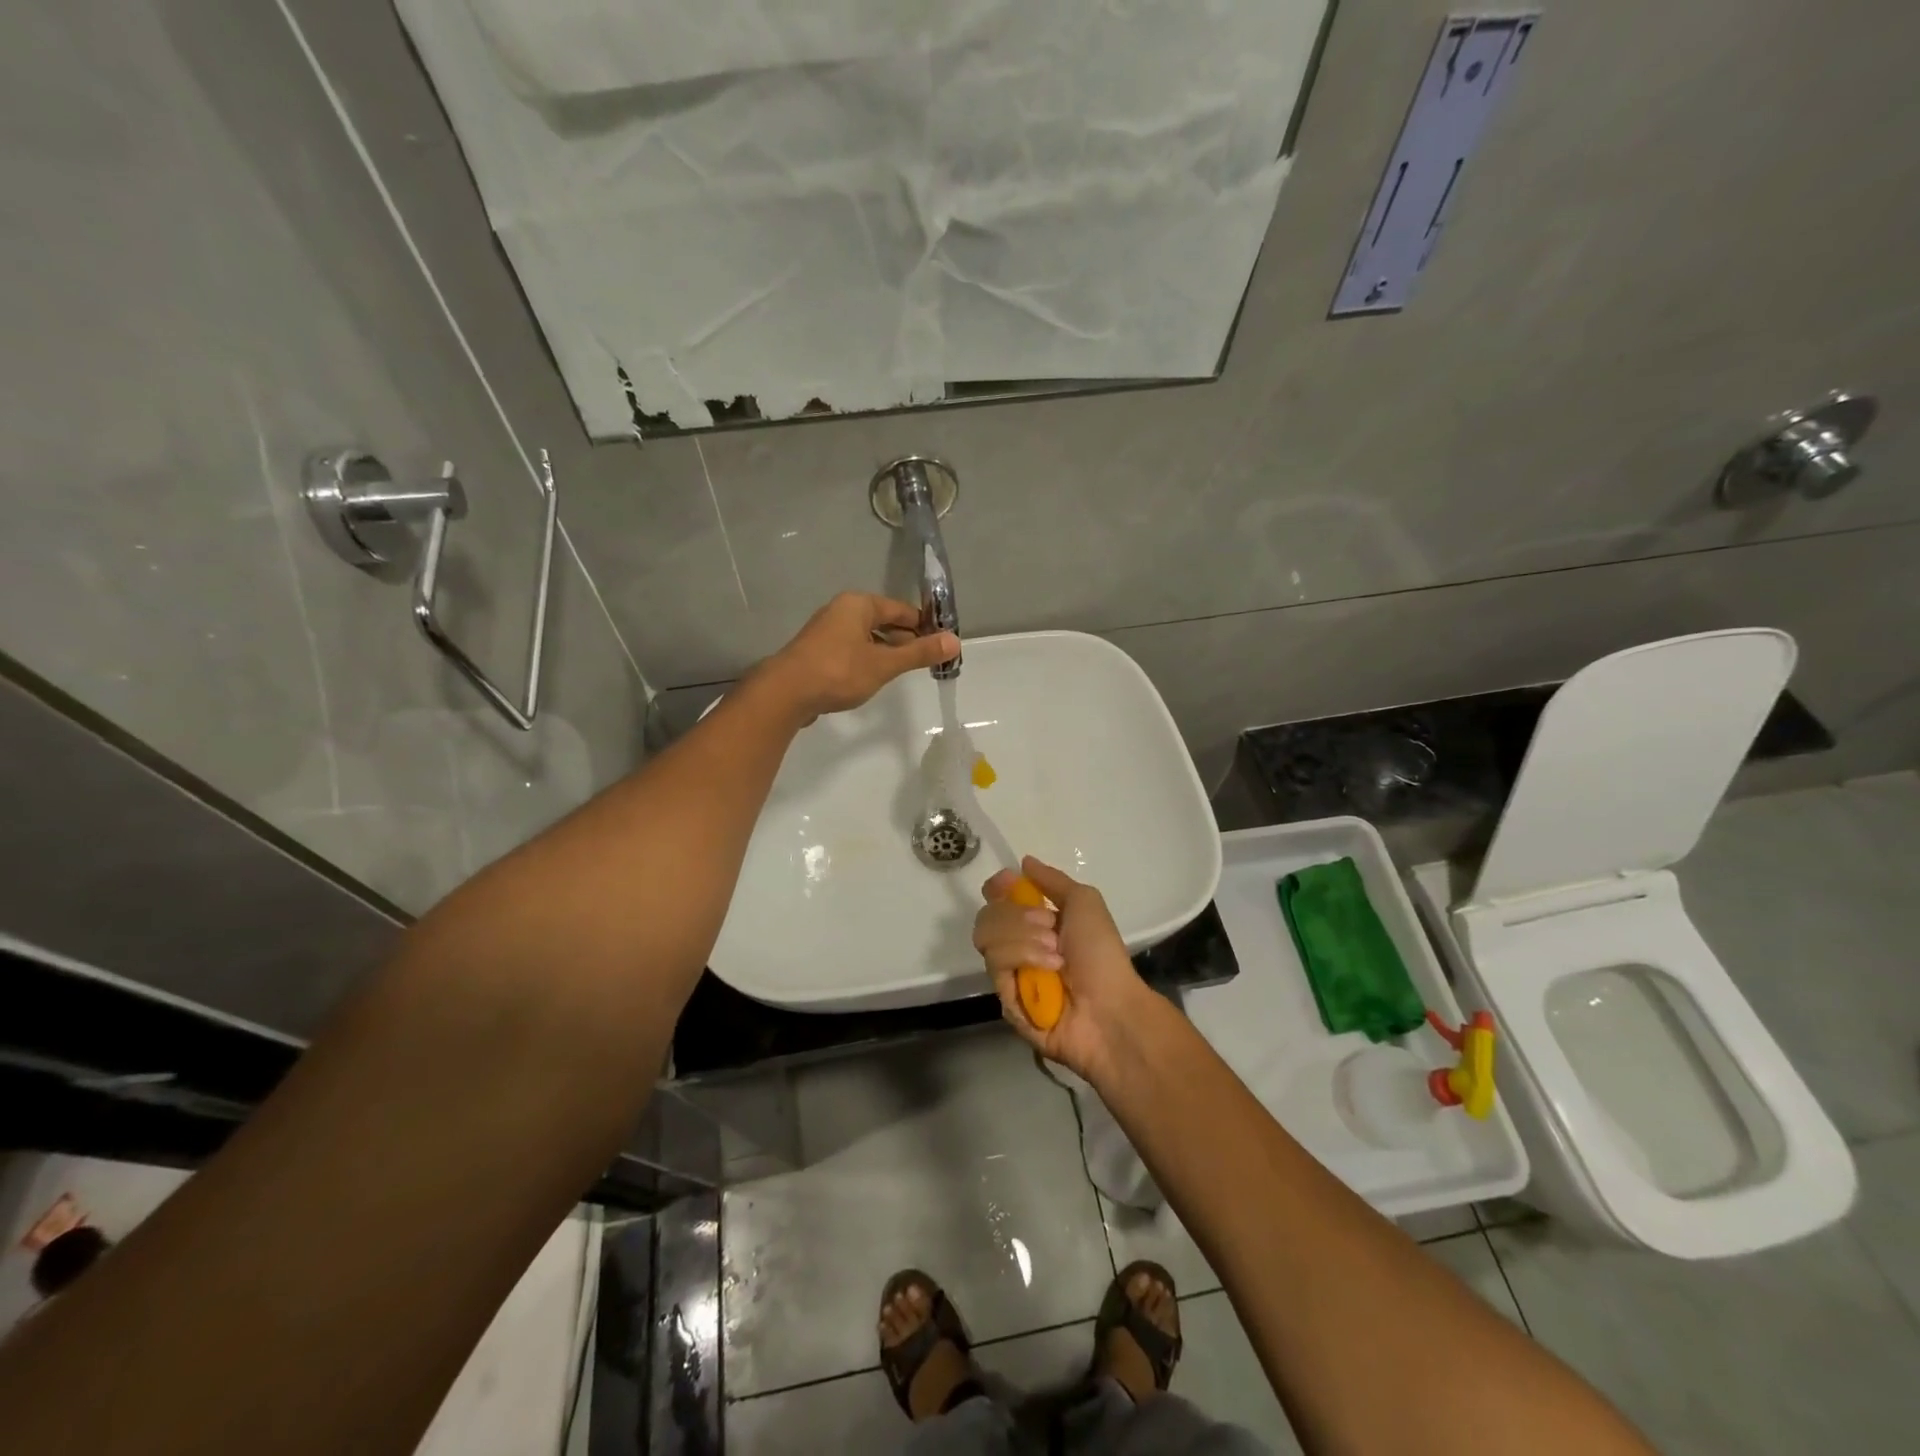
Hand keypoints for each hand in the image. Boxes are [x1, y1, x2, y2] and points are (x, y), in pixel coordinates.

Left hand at [763, 593, 959, 721]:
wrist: (786, 693)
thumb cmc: (839, 672)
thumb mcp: (885, 663)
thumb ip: (919, 653)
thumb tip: (955, 641)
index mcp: (859, 604)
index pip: (902, 610)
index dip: (924, 626)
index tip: (942, 644)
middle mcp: (842, 611)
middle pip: (884, 622)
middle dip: (907, 640)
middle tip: (928, 660)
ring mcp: (827, 631)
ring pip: (868, 637)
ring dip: (887, 651)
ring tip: (905, 671)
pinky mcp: (818, 652)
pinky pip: (853, 650)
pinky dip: (868, 659)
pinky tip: (875, 677)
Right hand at [973, 857, 1158, 1085]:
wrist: (1111, 1005)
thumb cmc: (1101, 952)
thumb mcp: (1084, 903)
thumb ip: (1052, 880)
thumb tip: (1024, 862)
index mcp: (1035, 925)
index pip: (997, 901)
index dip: (998, 889)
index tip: (1007, 883)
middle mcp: (1018, 948)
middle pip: (987, 915)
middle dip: (1016, 915)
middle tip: (1049, 926)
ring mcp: (1010, 976)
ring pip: (987, 938)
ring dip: (1025, 938)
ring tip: (1056, 953)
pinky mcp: (1005, 1001)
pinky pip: (996, 965)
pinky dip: (1024, 958)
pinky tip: (1050, 970)